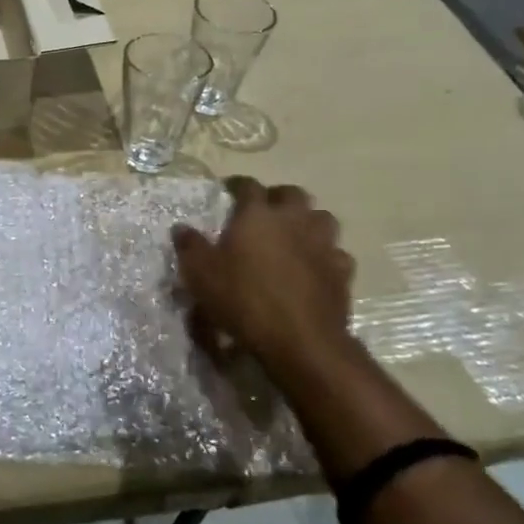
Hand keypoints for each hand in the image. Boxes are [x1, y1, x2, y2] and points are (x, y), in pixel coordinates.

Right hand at [173, 177, 360, 392]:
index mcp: (258, 215)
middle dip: (278, 197)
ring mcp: (323, 244)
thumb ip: (190, 247)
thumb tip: (181, 228)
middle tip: (265, 210)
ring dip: (308, 221)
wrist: (300, 339)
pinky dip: (325, 255)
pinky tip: (316, 266)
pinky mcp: (342, 271)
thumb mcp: (201, 275)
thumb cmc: (244, 299)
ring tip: (295, 234)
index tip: (229, 189)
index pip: (248, 186)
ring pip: (322, 217)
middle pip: (292, 193)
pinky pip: (336, 253)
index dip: (238, 185)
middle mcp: (294, 220)